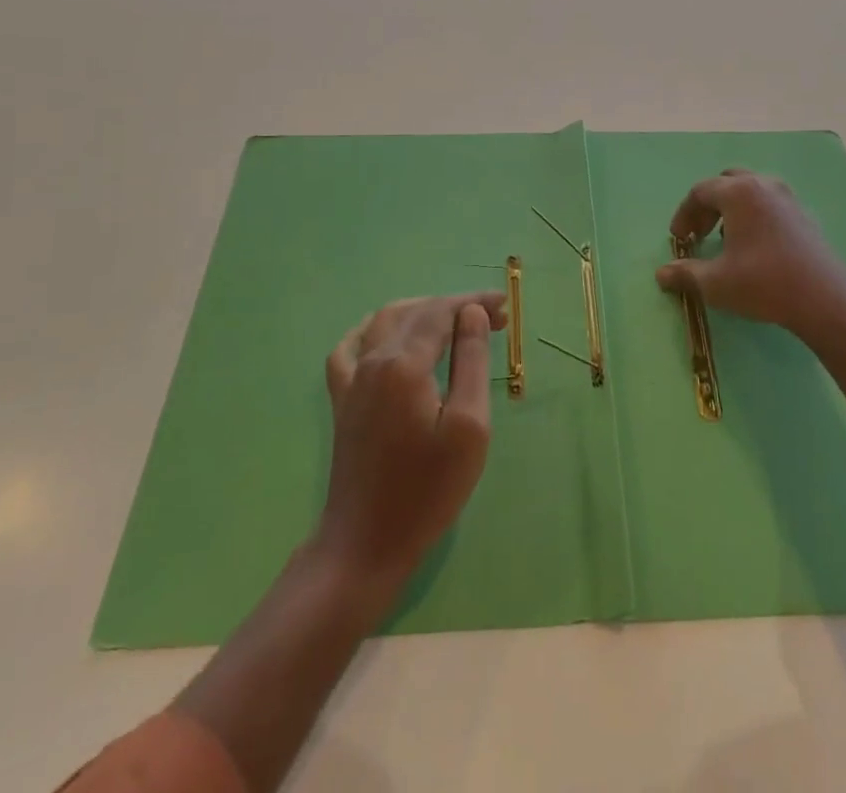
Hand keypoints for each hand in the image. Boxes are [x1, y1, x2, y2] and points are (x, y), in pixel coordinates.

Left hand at [314, 292, 504, 594]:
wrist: (365, 544)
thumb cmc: (427, 490)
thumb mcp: (468, 426)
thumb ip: (470, 362)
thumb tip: (471, 313)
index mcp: (403, 363)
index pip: (441, 312)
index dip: (473, 302)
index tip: (505, 307)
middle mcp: (372, 359)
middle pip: (415, 312)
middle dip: (454, 307)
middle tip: (492, 318)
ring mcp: (351, 379)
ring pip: (384, 321)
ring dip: (422, 312)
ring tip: (455, 322)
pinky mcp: (341, 399)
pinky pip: (352, 346)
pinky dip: (375, 329)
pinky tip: (389, 335)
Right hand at [654, 170, 845, 340]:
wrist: (825, 299)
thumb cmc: (763, 283)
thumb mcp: (715, 283)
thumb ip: (685, 274)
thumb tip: (661, 274)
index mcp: (738, 192)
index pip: (700, 191)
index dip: (684, 214)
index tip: (678, 239)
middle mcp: (763, 186)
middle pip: (726, 183)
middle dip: (708, 205)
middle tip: (699, 232)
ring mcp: (788, 199)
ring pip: (751, 191)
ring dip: (731, 209)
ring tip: (725, 238)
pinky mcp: (804, 216)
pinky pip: (769, 204)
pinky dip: (753, 216)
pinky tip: (754, 246)